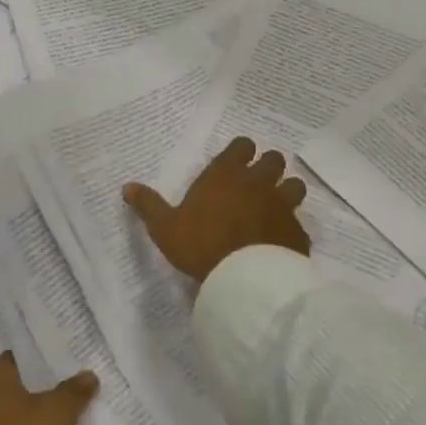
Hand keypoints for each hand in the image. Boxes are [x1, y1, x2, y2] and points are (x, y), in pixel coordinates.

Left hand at [0, 355, 98, 424]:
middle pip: (18, 383)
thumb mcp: (59, 412)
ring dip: (39, 411)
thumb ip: (74, 390)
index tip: (68, 353)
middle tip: (75, 377)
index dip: (44, 354)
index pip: (19, 354)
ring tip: (72, 406)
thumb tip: (88, 375)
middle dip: (44, 383)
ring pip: (17, 411)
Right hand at [123, 136, 309, 283]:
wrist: (244, 278)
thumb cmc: (200, 245)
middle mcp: (258, 183)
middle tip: (256, 183)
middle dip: (268, 167)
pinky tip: (283, 242)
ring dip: (287, 192)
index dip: (241, 152)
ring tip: (276, 207)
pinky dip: (292, 230)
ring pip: (295, 186)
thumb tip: (126, 187)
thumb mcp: (165, 227)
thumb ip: (149, 205)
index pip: (242, 146)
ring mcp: (282, 206)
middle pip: (274, 160)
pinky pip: (299, 224)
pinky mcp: (297, 232)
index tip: (236, 162)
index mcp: (225, 175)